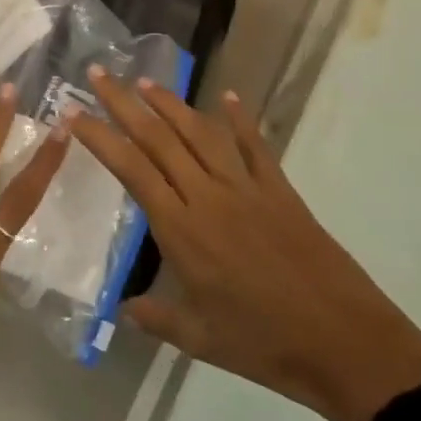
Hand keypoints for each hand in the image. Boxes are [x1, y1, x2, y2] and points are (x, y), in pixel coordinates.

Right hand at [73, 72, 420, 420]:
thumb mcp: (200, 341)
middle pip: (158, 139)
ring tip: (145, 81)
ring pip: (201, 133)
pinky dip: (240, 119)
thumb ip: (156, 319)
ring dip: (171, 103)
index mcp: (182, 231)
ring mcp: (247, 188)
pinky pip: (255, 146)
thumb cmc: (265, 346)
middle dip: (124, 103)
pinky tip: (229, 96)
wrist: (346, 344)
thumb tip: (123, 310)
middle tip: (99, 74)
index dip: (100, 138)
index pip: (131, 170)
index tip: (75, 113)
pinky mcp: (280, 190)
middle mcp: (209, 197)